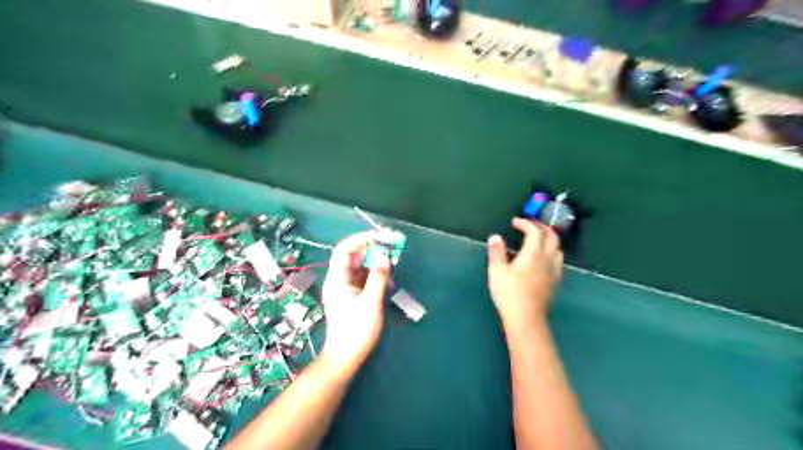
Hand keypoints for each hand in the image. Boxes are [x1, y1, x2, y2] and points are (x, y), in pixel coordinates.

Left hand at [323, 232, 393, 367]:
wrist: (346, 356)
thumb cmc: (357, 329)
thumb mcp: (371, 301)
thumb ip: (379, 277)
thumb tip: (385, 256)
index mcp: (338, 278)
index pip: (345, 249)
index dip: (362, 239)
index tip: (381, 236)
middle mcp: (340, 280)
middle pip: (355, 256)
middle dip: (373, 250)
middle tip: (393, 248)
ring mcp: (346, 288)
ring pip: (362, 267)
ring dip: (377, 263)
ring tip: (394, 264)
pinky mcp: (354, 297)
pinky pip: (365, 279)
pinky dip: (377, 276)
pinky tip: (389, 282)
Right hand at [486, 220, 560, 330]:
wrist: (526, 317)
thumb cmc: (509, 292)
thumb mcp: (497, 270)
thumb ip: (496, 252)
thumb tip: (495, 237)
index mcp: (534, 253)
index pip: (535, 231)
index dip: (526, 223)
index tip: (515, 222)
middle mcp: (548, 258)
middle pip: (552, 237)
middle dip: (541, 228)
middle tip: (529, 226)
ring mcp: (554, 271)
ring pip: (558, 248)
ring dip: (549, 240)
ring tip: (538, 240)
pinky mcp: (555, 282)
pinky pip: (558, 261)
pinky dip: (551, 253)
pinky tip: (543, 260)